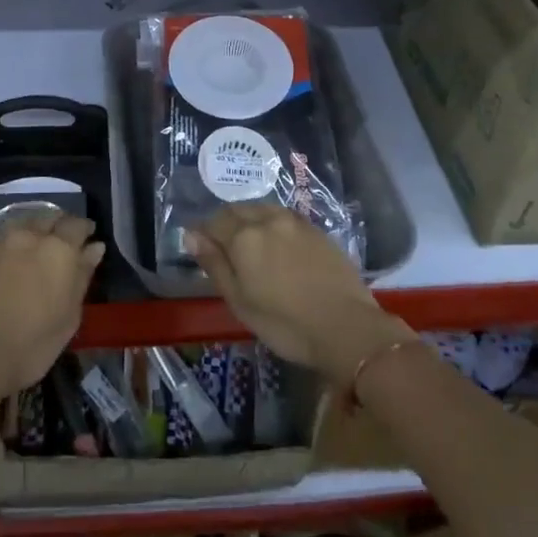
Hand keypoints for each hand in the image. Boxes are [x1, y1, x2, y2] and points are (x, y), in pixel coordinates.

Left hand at [0, 210, 103, 396]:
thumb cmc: (34, 343)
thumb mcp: (70, 315)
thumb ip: (83, 275)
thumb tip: (95, 248)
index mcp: (60, 249)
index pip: (77, 225)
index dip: (85, 229)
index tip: (89, 238)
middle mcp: (33, 236)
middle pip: (51, 217)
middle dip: (61, 224)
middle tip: (65, 240)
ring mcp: (4, 242)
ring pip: (26, 220)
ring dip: (38, 226)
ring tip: (40, 242)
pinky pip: (5, 233)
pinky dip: (16, 236)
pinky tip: (16, 251)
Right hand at [184, 205, 411, 382]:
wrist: (346, 327)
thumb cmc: (285, 324)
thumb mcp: (240, 302)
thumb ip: (214, 264)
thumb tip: (191, 235)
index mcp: (243, 236)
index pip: (213, 223)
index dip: (203, 234)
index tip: (201, 248)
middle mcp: (267, 219)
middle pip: (237, 210)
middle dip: (226, 223)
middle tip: (225, 248)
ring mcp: (295, 221)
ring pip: (262, 209)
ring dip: (250, 220)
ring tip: (251, 244)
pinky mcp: (316, 229)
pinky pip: (284, 217)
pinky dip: (273, 225)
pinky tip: (278, 245)